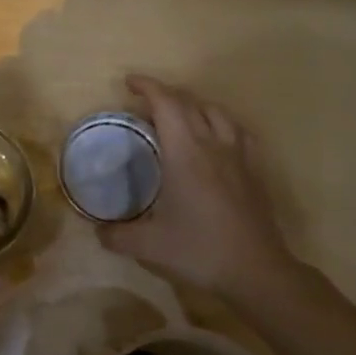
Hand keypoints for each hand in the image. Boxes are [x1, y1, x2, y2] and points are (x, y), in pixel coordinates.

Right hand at [99, 75, 302, 304]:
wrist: (256, 271)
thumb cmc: (200, 250)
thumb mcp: (148, 247)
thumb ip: (117, 235)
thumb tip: (98, 230)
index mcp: (185, 153)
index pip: (167, 104)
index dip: (147, 87)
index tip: (129, 83)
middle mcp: (213, 145)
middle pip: (190, 103)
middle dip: (165, 94)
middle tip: (143, 103)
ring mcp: (238, 156)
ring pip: (217, 113)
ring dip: (194, 105)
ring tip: (178, 116)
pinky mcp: (254, 171)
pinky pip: (237, 132)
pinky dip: (220, 124)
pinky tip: (215, 138)